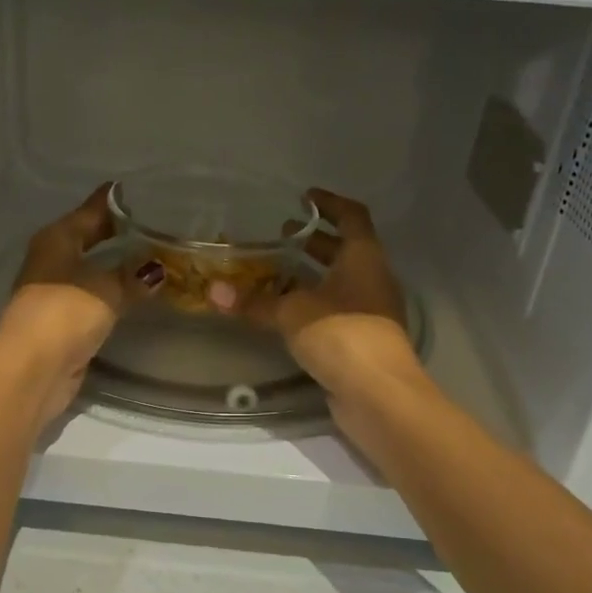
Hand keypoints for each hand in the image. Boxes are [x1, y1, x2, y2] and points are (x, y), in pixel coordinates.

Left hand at [0, 185, 161, 427]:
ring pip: (94, 268)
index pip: (92, 209)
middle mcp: (53, 259)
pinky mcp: (65, 321)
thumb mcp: (106, 289)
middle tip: (161, 223)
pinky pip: (97, 296)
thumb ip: (134, 276)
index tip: (146, 190)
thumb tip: (158, 268)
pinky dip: (116, 292)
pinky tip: (139, 292)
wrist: (33, 369)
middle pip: (91, 237)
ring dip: (120, 265)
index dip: (118, 200)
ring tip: (159, 256)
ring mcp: (57, 291)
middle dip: (121, 232)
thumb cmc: (65, 313)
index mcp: (57, 238)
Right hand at [246, 189, 423, 403]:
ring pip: (340, 282)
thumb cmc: (341, 335)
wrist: (378, 394)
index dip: (329, 204)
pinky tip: (286, 313)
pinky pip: (335, 311)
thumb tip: (213, 291)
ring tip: (276, 273)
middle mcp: (372, 279)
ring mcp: (370, 312)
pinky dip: (312, 305)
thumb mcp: (292, 313)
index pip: (351, 217)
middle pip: (345, 250)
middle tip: (281, 235)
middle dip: (314, 242)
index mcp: (364, 258)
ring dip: (312, 275)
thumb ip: (254, 302)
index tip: (304, 198)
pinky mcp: (361, 340)